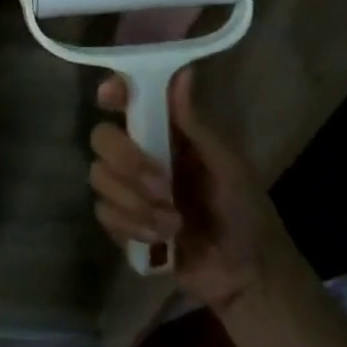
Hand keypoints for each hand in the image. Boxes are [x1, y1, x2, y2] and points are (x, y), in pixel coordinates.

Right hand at [89, 70, 282, 309]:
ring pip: (98, 177)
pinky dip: (134, 226)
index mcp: (166, 133)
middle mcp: (141, 154)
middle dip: (126, 160)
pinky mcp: (123, 224)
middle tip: (161, 184)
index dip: (113, 93)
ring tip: (174, 222)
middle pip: (102, 138)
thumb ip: (198, 125)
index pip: (128, 101)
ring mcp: (128, 190)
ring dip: (135, 202)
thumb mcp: (228, 165)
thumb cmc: (245, 210)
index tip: (108, 98)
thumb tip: (182, 73)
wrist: (247, 274)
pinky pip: (105, 214)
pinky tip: (163, 239)